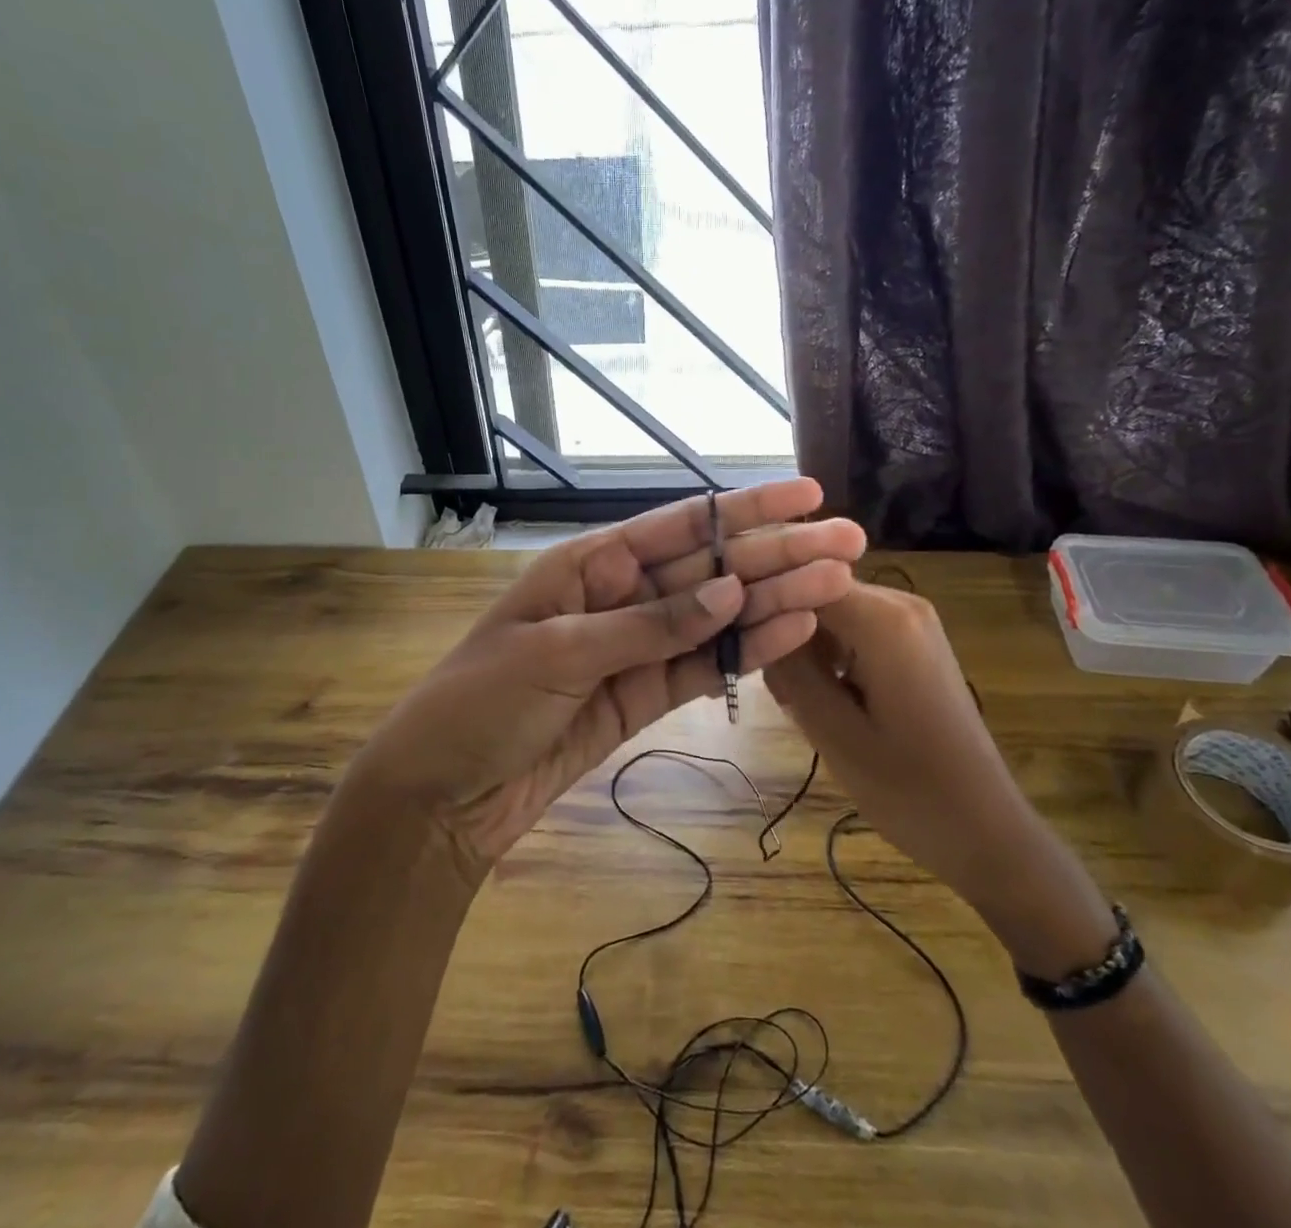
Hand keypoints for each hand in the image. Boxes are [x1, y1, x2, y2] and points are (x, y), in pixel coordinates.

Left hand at [356, 479, 865, 879]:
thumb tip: (729, 591)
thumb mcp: (557, 653)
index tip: (806, 496)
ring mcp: (636, 648)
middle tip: (847, 543)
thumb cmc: (480, 704)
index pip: (679, 526)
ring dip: (775, 601)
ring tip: (838, 585)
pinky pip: (702, 668)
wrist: (443, 795)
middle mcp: (619, 596)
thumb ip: (647, 625)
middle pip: (710, 569)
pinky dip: (746, 654)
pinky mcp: (643, 696)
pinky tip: (793, 633)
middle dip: (777, 554)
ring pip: (716, 618)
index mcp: (590, 565)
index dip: (745, 509)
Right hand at [764, 583, 1028, 898]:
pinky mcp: (915, 642)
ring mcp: (912, 621)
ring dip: (806, 646)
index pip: (801, 578)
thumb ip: (790, 668)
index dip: (763, 602)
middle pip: (817, 591)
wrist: (987, 830)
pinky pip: (855, 629)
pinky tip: (826, 699)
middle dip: (786, 630)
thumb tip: (755, 621)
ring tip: (795, 702)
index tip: (739, 643)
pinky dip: (832, 655)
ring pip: (832, 611)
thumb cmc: (909, 789)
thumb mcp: (833, 732)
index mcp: (882, 620)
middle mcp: (900, 603)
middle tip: (771, 688)